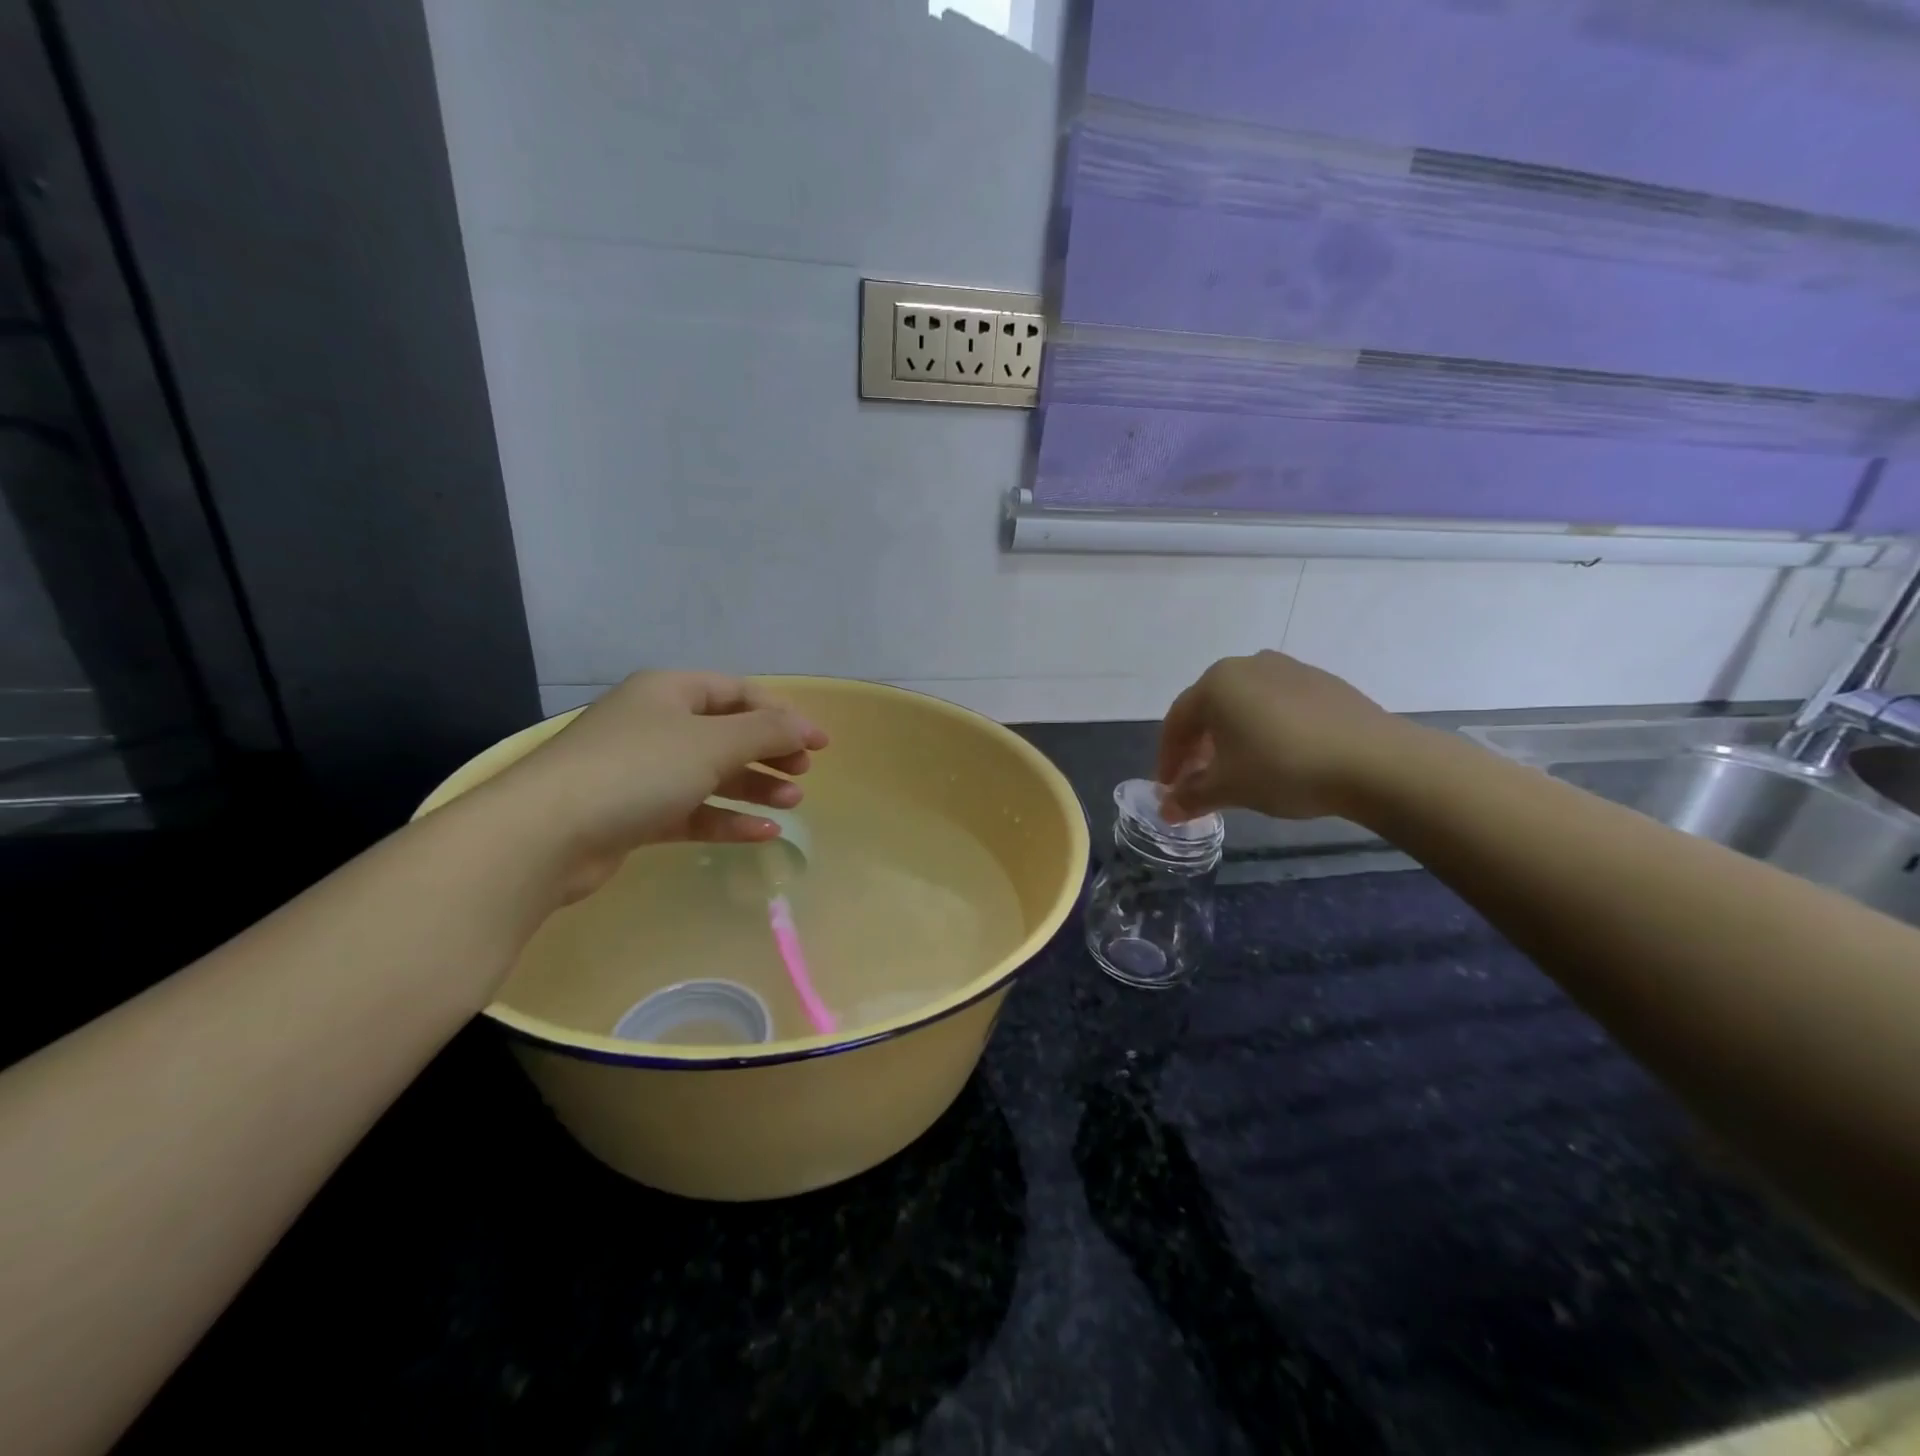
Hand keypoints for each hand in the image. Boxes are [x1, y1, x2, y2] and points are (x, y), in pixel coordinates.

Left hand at [488, 672, 828, 901]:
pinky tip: (763, 833)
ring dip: (754, 786)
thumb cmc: (636, 770)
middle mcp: (655, 725)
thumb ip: (765, 731)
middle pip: (727, 732)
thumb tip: (805, 726)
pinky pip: (693, 810)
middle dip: (769, 751)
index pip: (738, 692)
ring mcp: (643, 771)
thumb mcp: (711, 743)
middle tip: (803, 772)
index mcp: (669, 692)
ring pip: (712, 773)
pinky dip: (727, 818)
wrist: (544, 835)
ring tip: (793, 802)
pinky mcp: (635, 814)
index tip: (819, 743)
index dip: (782, 714)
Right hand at [1155, 651, 1404, 821]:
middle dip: (1198, 746)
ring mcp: (1289, 669)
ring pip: (1244, 705)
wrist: (1375, 761)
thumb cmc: (1283, 768)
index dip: (1168, 758)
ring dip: (1231, 736)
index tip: (1168, 787)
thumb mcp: (1228, 788)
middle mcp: (1248, 665)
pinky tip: (1277, 756)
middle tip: (1196, 779)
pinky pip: (1277, 705)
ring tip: (1236, 769)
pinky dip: (1265, 729)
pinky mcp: (1323, 683)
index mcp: (1216, 683)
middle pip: (1209, 708)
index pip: (1177, 721)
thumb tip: (1166, 810)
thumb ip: (1191, 796)